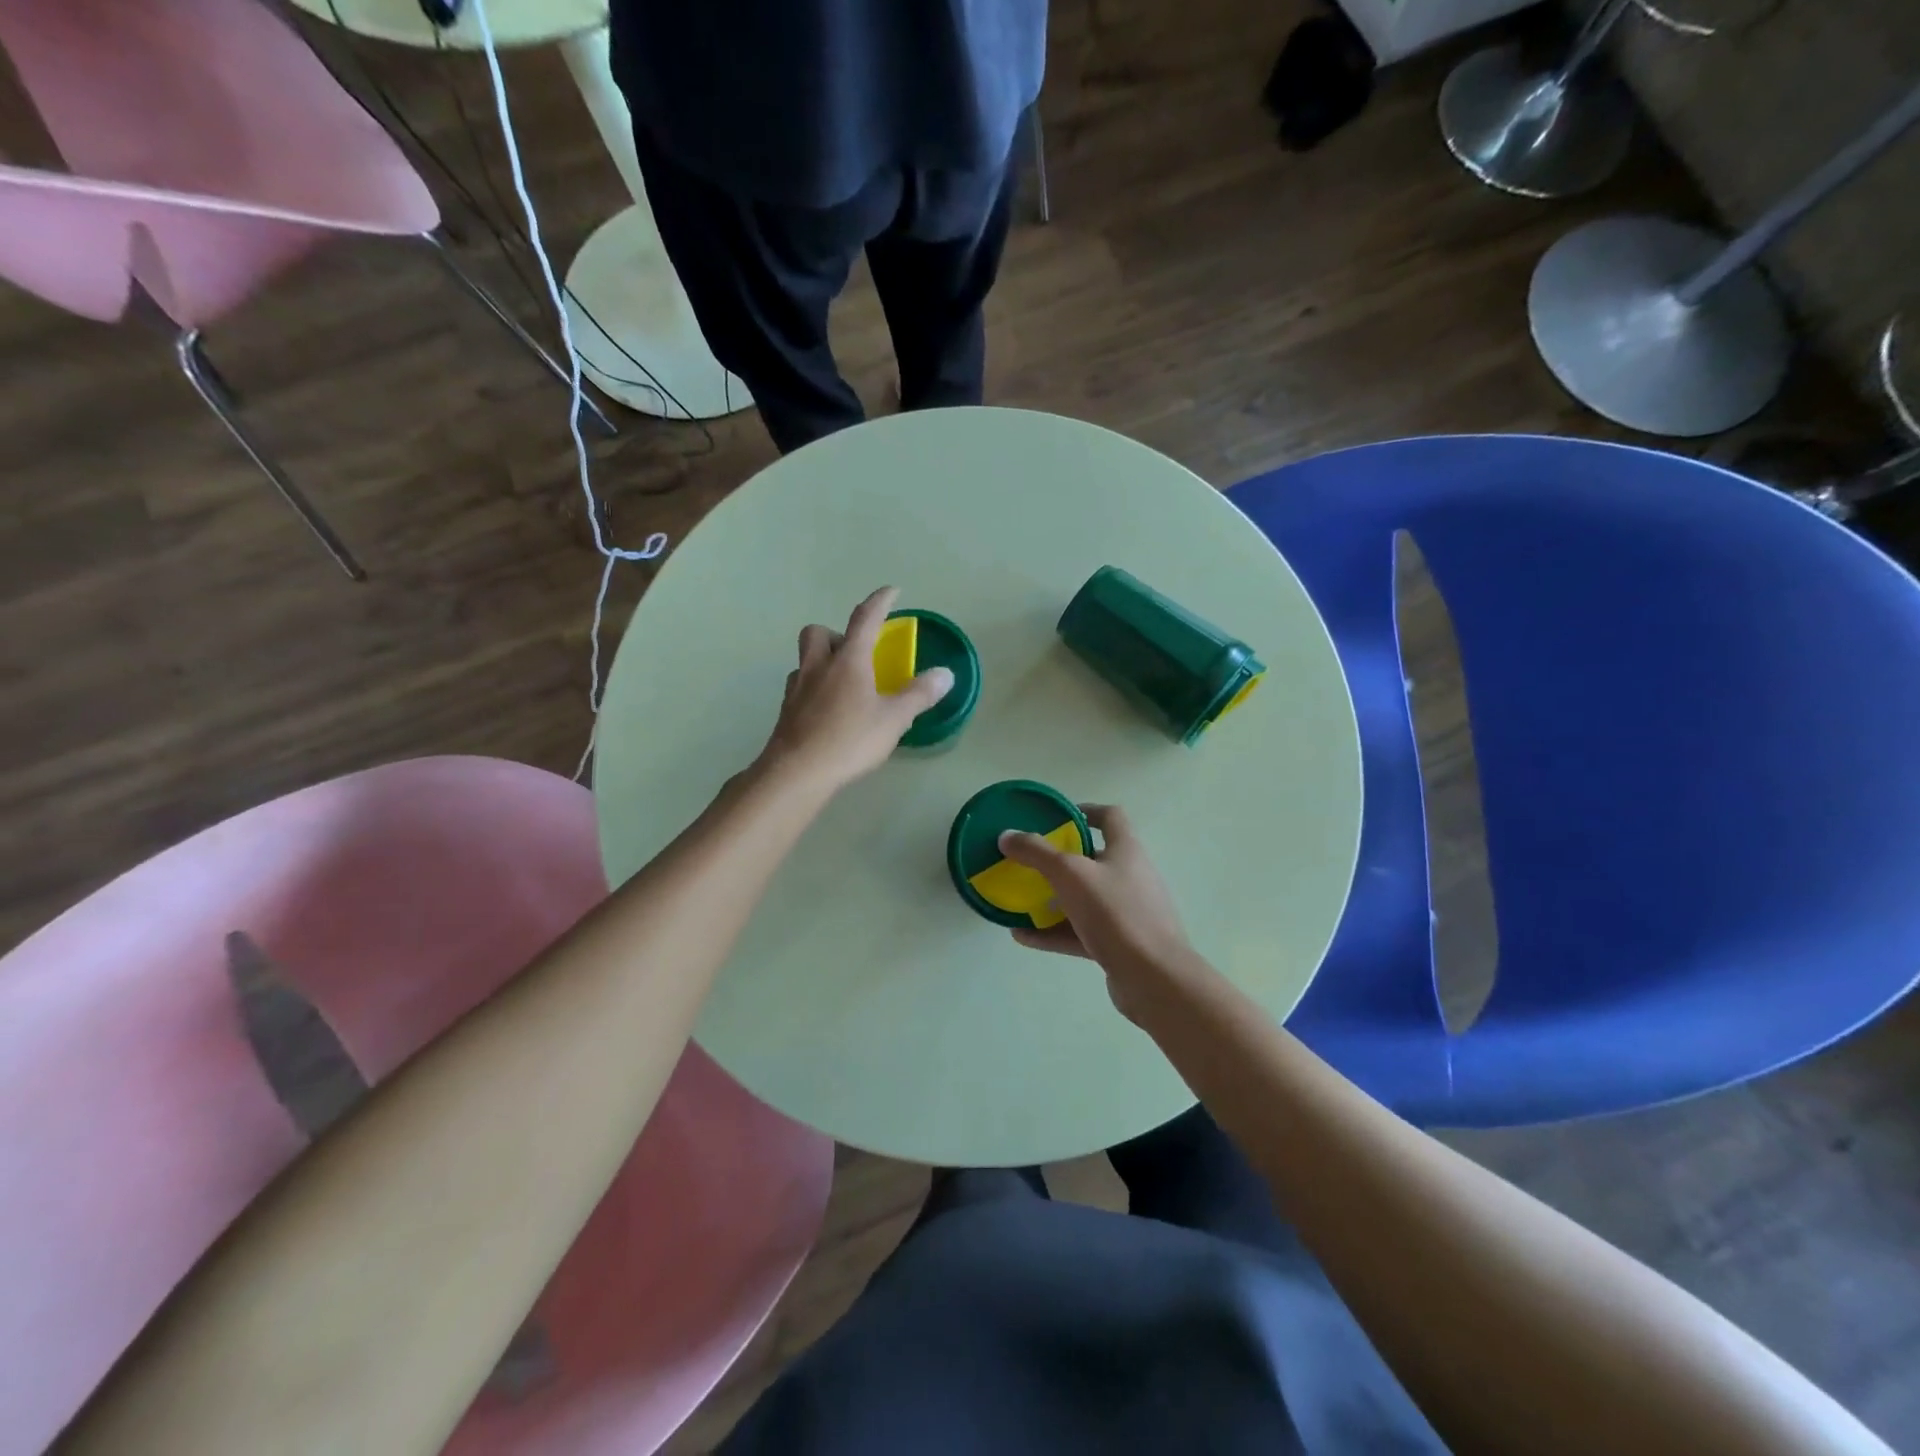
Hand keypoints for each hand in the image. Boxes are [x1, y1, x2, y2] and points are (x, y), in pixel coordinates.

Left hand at [759, 587, 953, 793]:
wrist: (797, 772)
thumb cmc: (850, 740)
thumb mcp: (894, 719)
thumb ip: (919, 694)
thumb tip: (945, 674)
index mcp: (848, 660)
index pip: (865, 619)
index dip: (880, 602)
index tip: (891, 591)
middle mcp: (819, 666)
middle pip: (819, 632)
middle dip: (837, 634)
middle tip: (857, 654)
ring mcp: (797, 688)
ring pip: (805, 659)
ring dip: (822, 660)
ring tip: (843, 683)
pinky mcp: (786, 711)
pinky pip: (799, 686)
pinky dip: (813, 688)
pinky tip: (827, 709)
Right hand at [998, 805, 1205, 1021]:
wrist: (1154, 979)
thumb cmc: (1116, 913)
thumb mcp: (1070, 875)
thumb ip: (1036, 853)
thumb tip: (1007, 835)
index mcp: (1126, 850)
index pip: (1110, 817)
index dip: (1085, 812)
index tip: (1056, 819)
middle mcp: (1130, 877)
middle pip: (1093, 859)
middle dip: (1060, 860)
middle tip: (1029, 862)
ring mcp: (1127, 913)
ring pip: (1084, 899)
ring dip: (1053, 899)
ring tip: (1020, 900)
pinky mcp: (1119, 945)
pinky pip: (1080, 932)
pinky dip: (1053, 932)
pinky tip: (1023, 936)